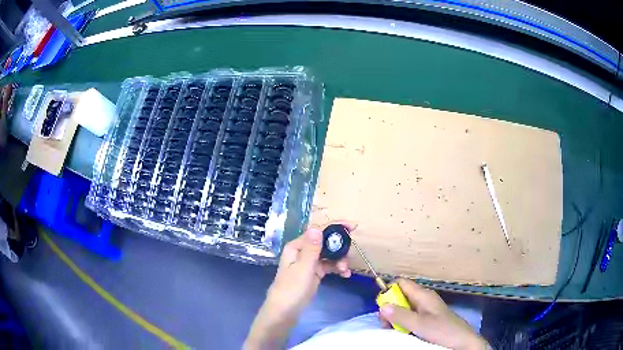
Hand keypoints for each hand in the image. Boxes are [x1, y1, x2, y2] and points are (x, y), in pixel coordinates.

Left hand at [244, 226, 351, 348]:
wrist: (285, 312)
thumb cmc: (291, 289)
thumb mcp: (303, 269)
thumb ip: (311, 249)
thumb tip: (316, 228)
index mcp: (297, 246)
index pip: (318, 231)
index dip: (335, 227)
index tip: (353, 227)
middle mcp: (303, 251)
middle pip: (325, 242)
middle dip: (339, 247)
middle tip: (350, 255)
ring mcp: (309, 263)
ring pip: (329, 255)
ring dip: (339, 260)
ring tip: (345, 270)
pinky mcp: (314, 273)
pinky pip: (329, 266)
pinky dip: (337, 268)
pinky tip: (345, 274)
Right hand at [379, 279, 487, 349]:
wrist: (461, 341)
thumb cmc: (442, 330)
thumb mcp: (419, 324)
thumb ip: (401, 315)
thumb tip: (382, 305)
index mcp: (423, 295)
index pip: (401, 283)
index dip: (389, 290)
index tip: (383, 307)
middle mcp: (423, 299)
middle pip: (400, 296)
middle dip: (390, 308)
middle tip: (388, 324)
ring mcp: (425, 309)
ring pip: (403, 308)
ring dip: (396, 318)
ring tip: (396, 330)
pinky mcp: (427, 318)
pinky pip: (410, 316)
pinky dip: (403, 323)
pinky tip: (405, 332)